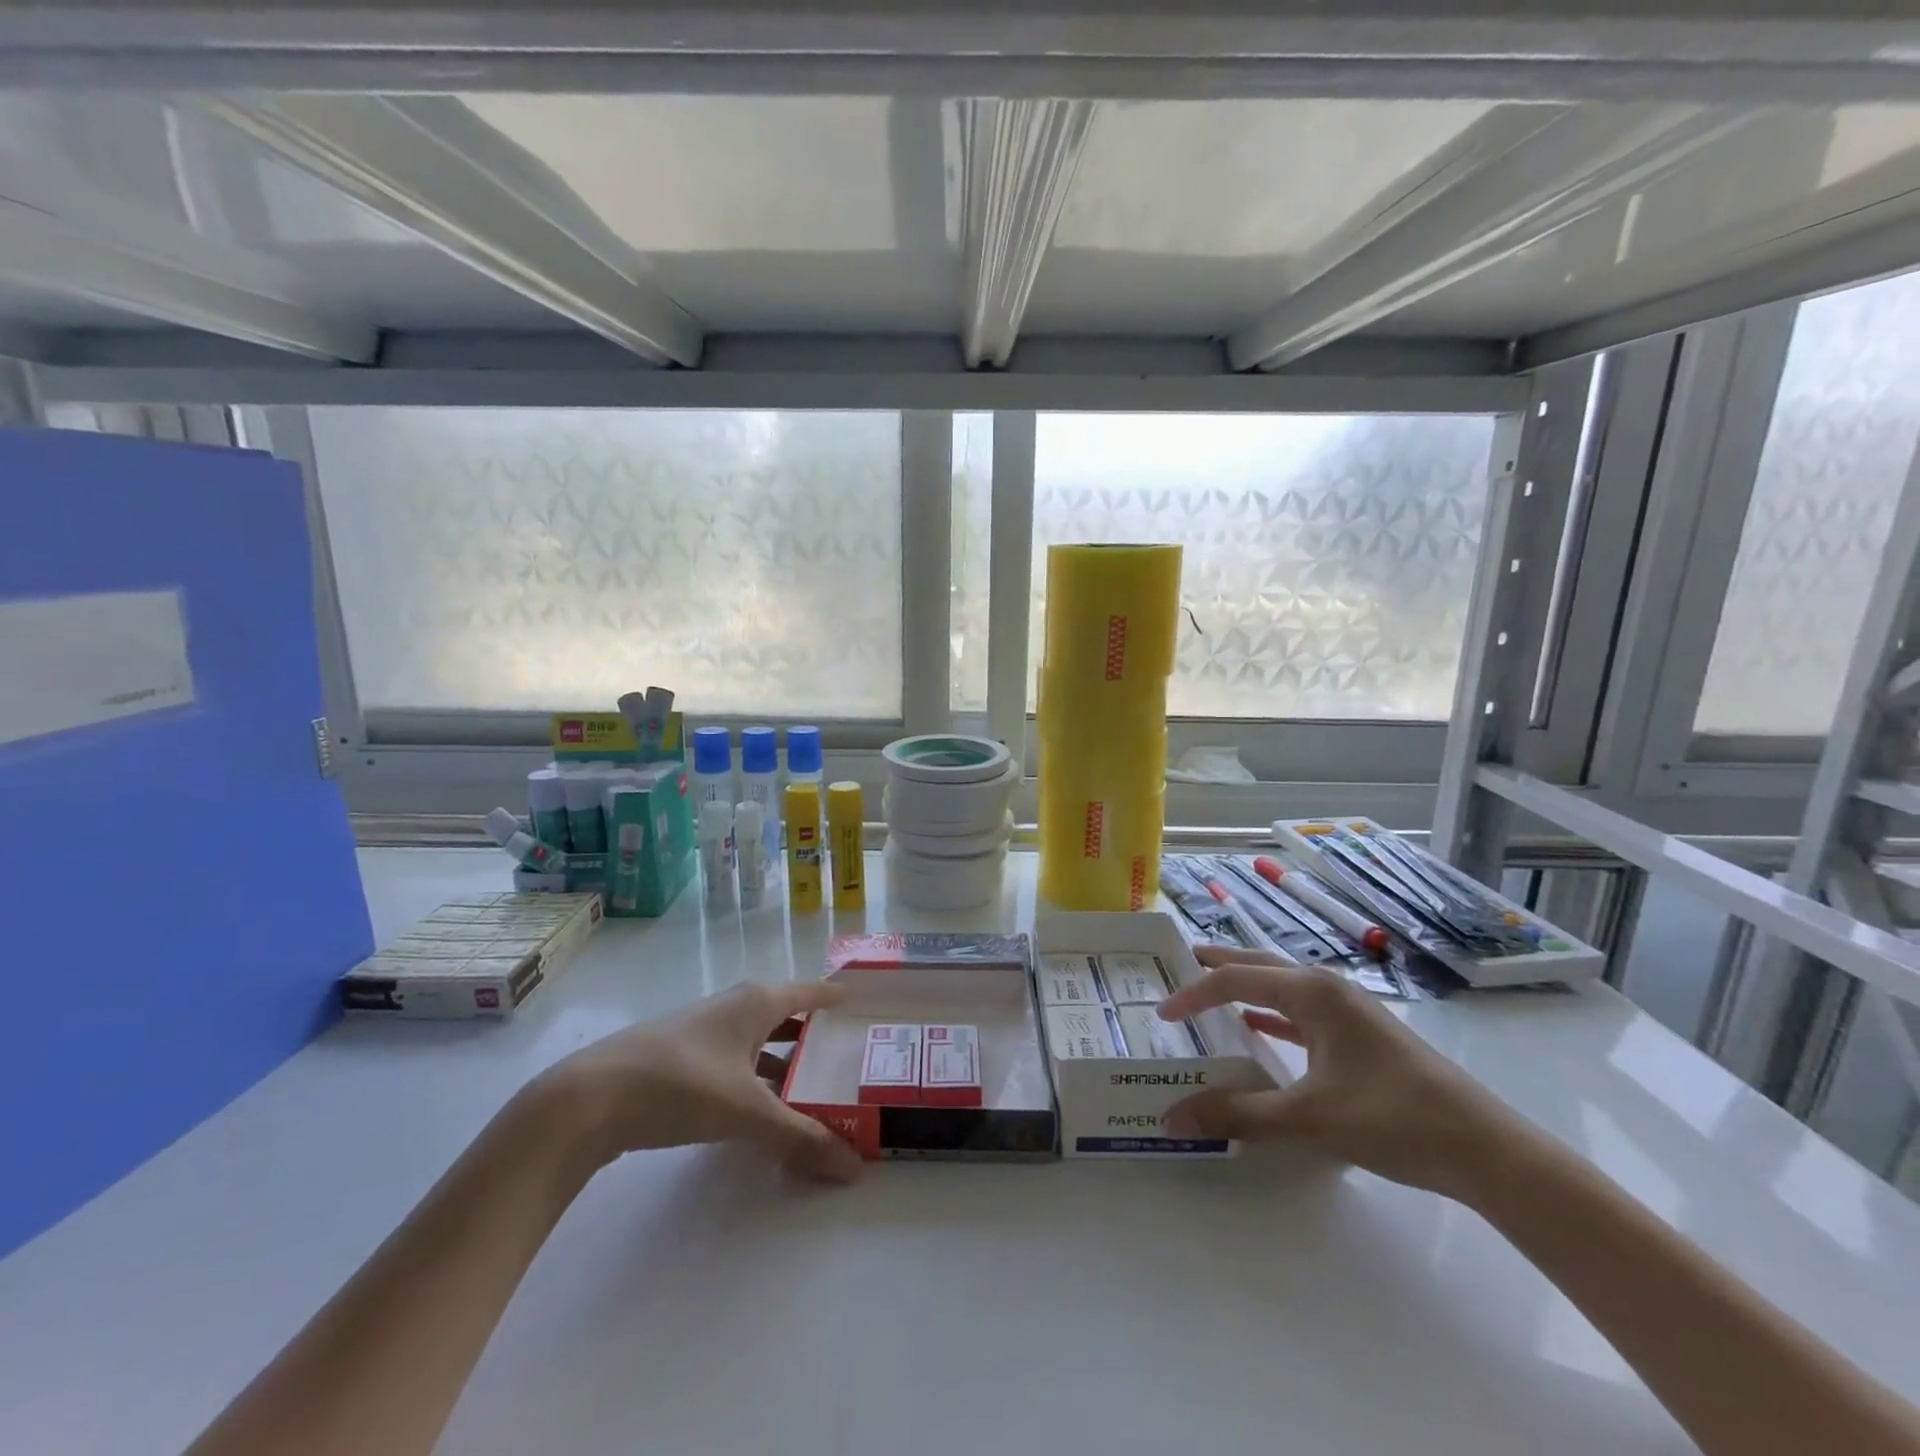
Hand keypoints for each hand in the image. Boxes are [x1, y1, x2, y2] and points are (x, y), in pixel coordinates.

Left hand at [534, 980, 863, 1183]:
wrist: (588, 1099)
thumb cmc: (680, 1085)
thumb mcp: (747, 1113)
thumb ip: (800, 1138)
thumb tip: (853, 1168)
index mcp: (755, 1003)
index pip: (807, 991)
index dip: (833, 995)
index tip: (859, 1000)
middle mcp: (732, 1007)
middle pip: (783, 1016)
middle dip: (812, 1036)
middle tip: (844, 1057)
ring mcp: (702, 1031)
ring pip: (755, 1041)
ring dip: (781, 1062)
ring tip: (808, 1089)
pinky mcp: (678, 1057)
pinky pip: (732, 1060)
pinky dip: (753, 1077)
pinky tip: (756, 1107)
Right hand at [1156, 946, 1518, 1198]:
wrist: (1485, 1150)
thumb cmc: (1392, 1119)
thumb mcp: (1309, 1118)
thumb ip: (1239, 1114)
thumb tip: (1174, 1118)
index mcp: (1312, 992)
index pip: (1236, 980)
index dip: (1194, 993)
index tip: (1161, 1014)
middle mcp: (1327, 988)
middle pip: (1258, 966)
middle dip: (1217, 965)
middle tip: (1177, 965)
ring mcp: (1348, 1010)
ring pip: (1281, 987)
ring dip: (1245, 987)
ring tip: (1210, 992)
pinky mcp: (1361, 1035)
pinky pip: (1301, 1012)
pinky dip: (1272, 1015)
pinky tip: (1259, 1029)